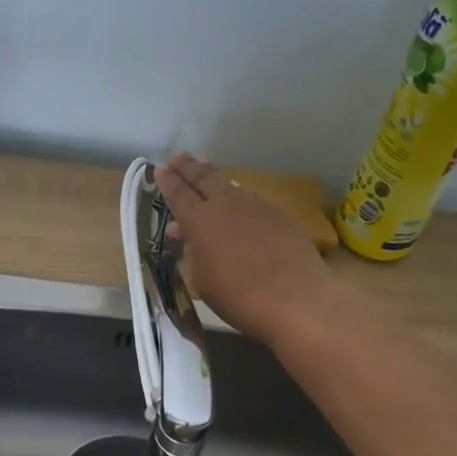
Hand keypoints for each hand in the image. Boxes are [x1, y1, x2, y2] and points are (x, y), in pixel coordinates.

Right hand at [154, 152, 337, 347]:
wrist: (296, 300)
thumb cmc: (238, 297)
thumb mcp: (202, 280)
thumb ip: (193, 253)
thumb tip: (189, 236)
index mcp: (200, 220)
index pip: (178, 193)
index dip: (167, 181)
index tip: (160, 169)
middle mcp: (226, 204)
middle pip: (204, 177)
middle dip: (188, 166)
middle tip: (177, 156)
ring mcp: (256, 206)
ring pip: (230, 184)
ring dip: (214, 177)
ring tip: (205, 169)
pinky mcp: (279, 215)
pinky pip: (251, 198)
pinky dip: (238, 195)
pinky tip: (238, 199)